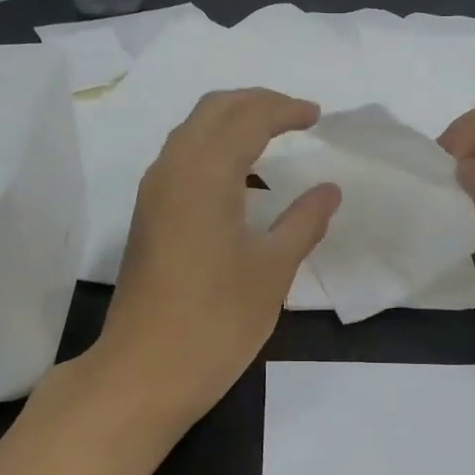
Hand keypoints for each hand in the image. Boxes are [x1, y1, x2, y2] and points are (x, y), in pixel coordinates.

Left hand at [98, 89, 340, 424]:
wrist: (145, 371)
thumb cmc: (216, 321)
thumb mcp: (272, 270)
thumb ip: (303, 222)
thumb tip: (329, 189)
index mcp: (205, 174)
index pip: (248, 118)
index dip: (285, 110)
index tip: (317, 116)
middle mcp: (172, 169)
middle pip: (213, 110)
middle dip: (256, 103)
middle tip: (296, 115)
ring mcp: (153, 192)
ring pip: (192, 131)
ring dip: (232, 123)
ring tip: (272, 138)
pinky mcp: (147, 215)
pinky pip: (182, 158)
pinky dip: (214, 149)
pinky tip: (241, 180)